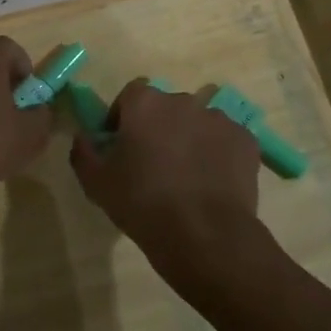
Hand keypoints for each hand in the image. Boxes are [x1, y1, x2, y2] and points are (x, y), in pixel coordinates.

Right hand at [69, 79, 265, 296]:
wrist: (204, 234)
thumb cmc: (143, 203)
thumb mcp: (96, 183)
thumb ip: (84, 152)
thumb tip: (85, 137)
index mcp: (145, 103)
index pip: (130, 96)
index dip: (123, 117)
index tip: (121, 145)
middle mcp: (183, 101)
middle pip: (166, 108)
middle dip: (159, 128)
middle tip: (154, 163)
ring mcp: (219, 119)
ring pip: (198, 124)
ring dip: (190, 140)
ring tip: (187, 177)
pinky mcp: (245, 140)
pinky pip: (225, 142)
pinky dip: (218, 155)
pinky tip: (212, 184)